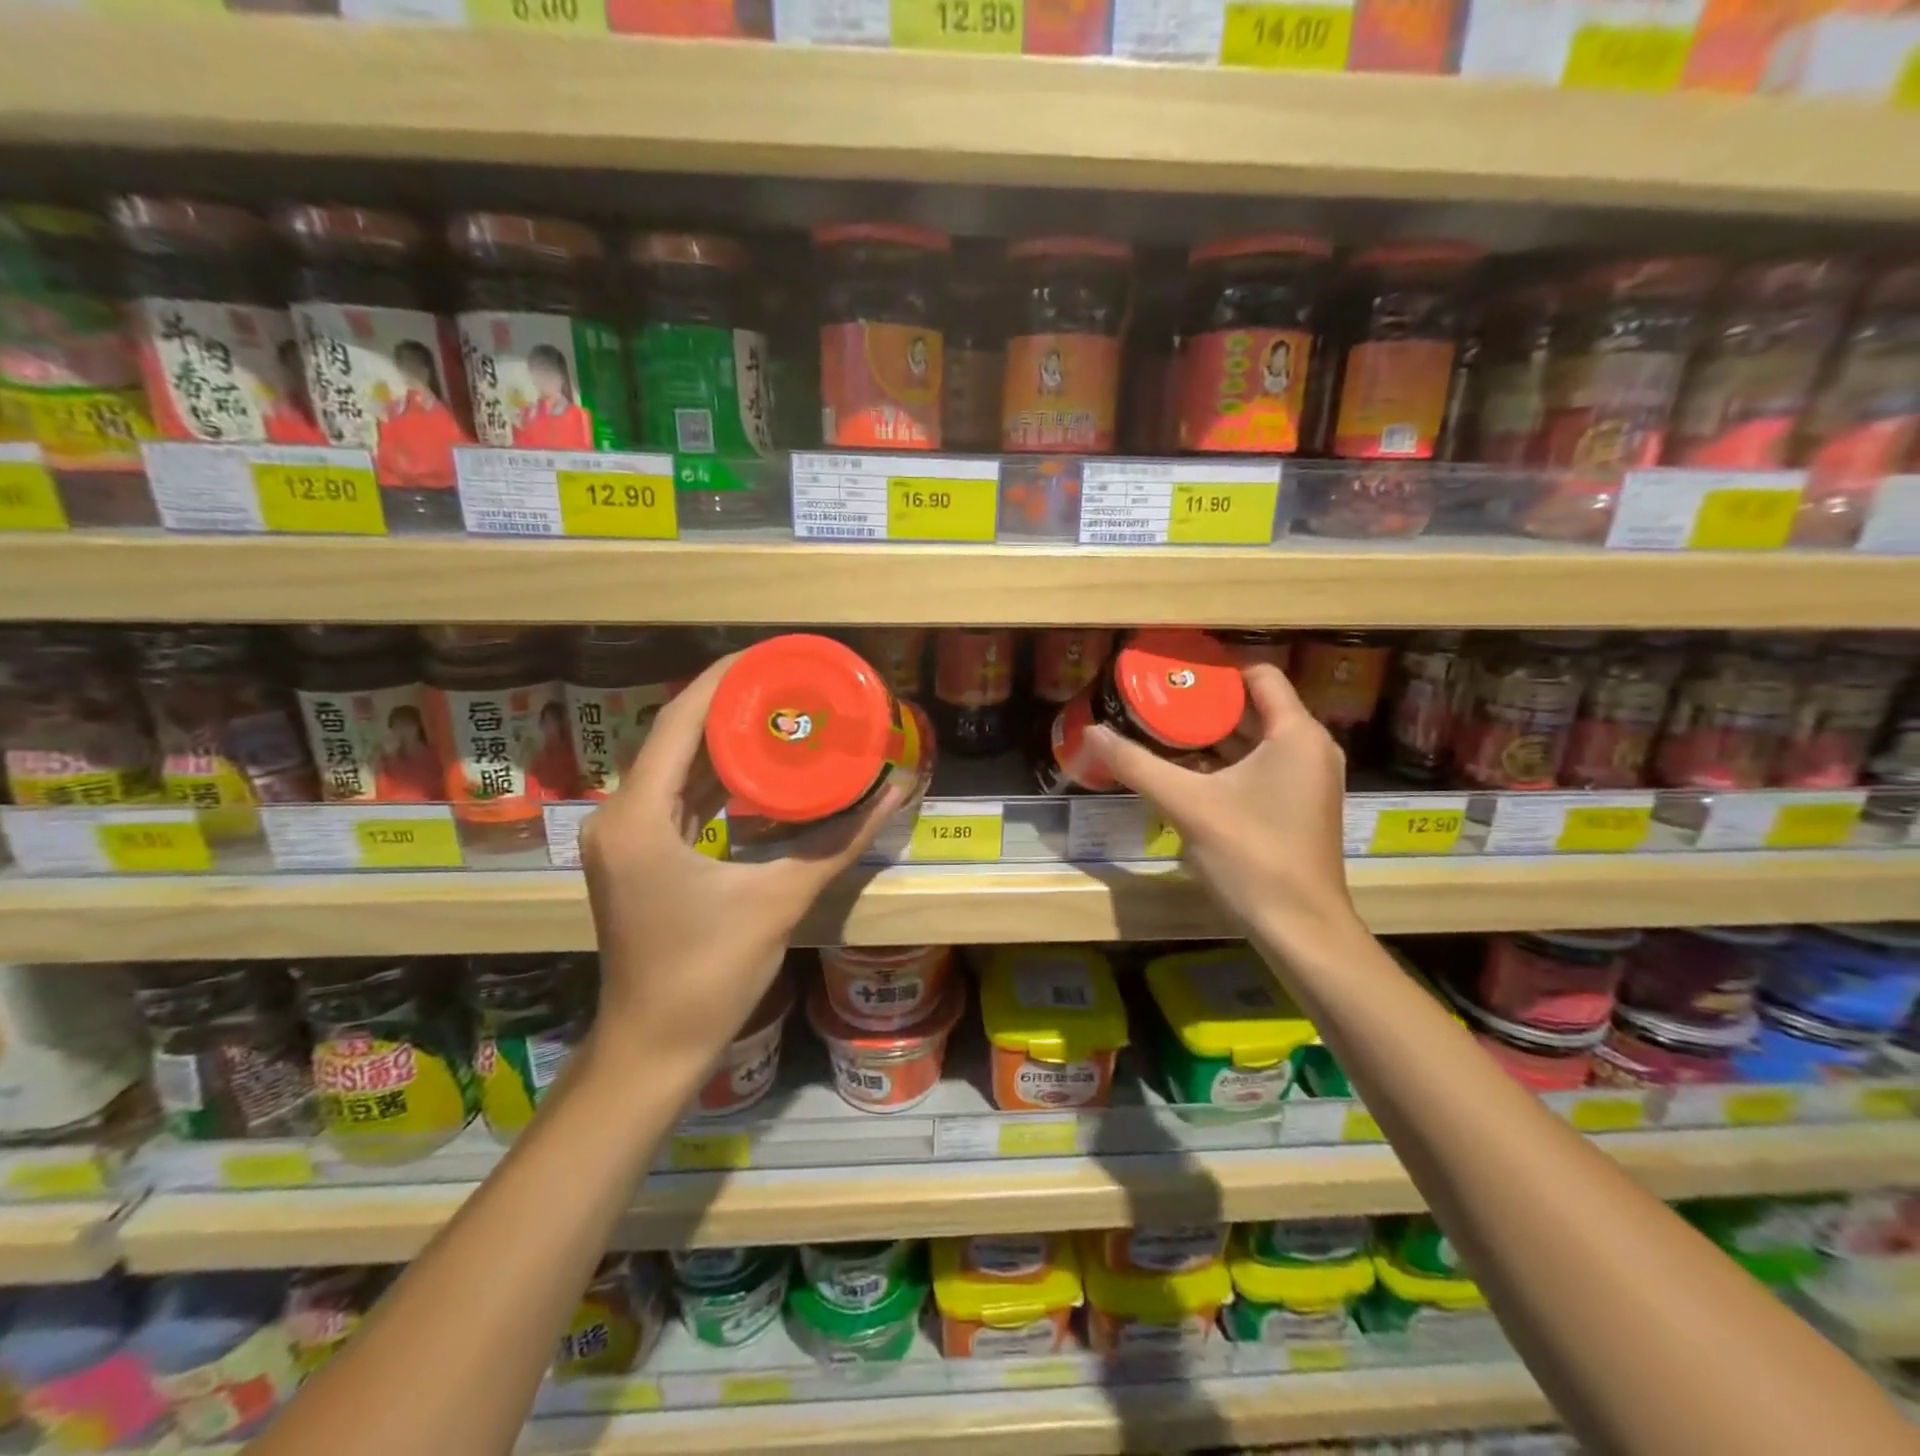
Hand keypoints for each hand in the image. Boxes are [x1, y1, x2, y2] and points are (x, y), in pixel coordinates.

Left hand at [578, 654, 907, 1072]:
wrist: (653, 1047)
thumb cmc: (709, 974)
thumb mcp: (780, 899)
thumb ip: (839, 841)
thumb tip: (896, 791)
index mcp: (639, 817)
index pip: (679, 722)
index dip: (724, 680)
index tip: (772, 655)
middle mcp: (620, 816)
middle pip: (675, 737)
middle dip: (731, 705)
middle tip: (789, 682)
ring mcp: (624, 838)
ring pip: (674, 767)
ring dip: (722, 740)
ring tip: (780, 712)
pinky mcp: (638, 857)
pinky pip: (676, 798)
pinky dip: (714, 778)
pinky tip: (757, 768)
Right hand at [1083, 663, 1359, 950]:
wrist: (1300, 928)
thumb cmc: (1251, 855)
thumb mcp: (1187, 805)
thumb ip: (1137, 764)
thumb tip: (1091, 733)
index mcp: (1297, 734)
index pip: (1260, 676)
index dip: (1216, 673)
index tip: (1172, 678)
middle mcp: (1311, 749)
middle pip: (1255, 708)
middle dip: (1205, 707)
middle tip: (1156, 706)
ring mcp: (1308, 781)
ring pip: (1257, 741)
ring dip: (1213, 737)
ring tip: (1162, 734)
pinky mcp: (1299, 807)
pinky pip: (1261, 768)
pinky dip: (1227, 765)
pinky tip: (1186, 774)